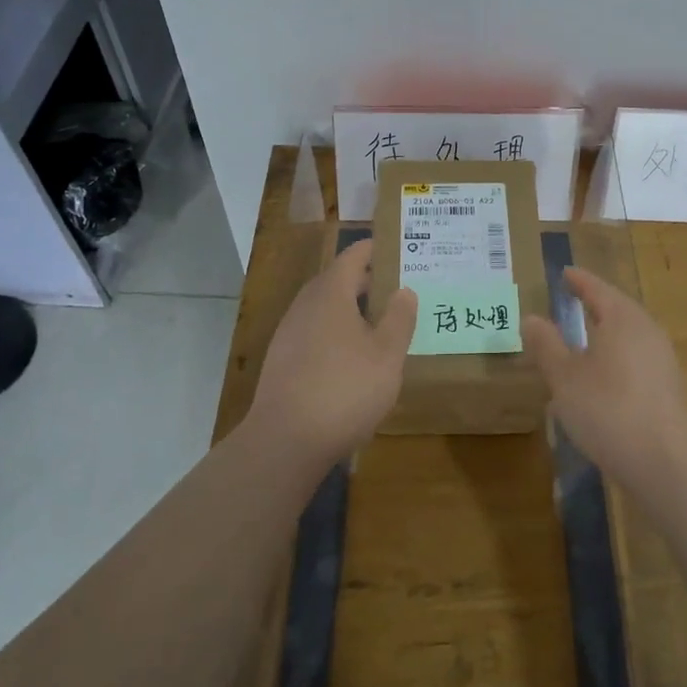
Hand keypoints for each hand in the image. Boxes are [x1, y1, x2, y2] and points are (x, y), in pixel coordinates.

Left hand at [248, 238, 416, 463]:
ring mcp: (289, 334)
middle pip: (335, 281)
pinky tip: (350, 355)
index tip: (394, 246)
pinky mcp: (282, 361)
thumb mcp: (387, 355)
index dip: (373, 249)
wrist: (286, 440)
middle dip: (363, 280)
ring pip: (323, 308)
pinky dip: (334, 331)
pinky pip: (313, 331)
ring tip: (376, 319)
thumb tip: (404, 290)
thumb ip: (399, 318)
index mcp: (331, 294)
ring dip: (348, 307)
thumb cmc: (345, 389)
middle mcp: (305, 306)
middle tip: (394, 285)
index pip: (352, 257)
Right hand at [521, 266, 686, 492]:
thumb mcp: (565, 377)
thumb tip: (532, 318)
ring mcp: (663, 360)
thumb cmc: (607, 409)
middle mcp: (647, 331)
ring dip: (605, 334)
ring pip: (629, 336)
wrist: (663, 462)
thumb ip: (547, 345)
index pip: (597, 289)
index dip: (579, 280)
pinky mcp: (668, 388)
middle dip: (594, 305)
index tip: (565, 273)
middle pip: (618, 309)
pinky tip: (602, 378)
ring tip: (582, 340)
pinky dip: (616, 358)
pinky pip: (636, 359)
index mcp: (623, 318)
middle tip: (572, 301)